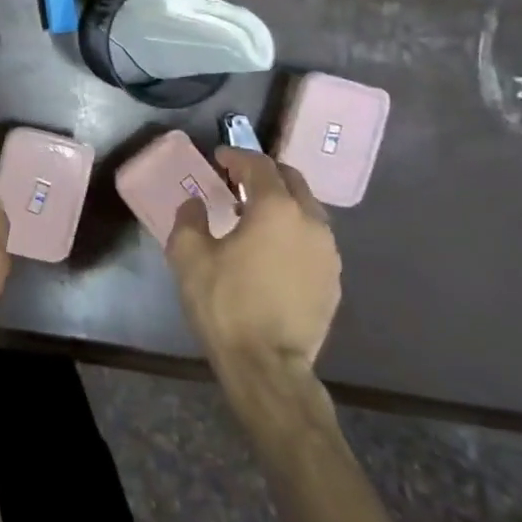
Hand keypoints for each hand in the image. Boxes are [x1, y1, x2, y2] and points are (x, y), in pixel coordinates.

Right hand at [167, 148, 340, 378]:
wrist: (267, 364)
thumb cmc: (224, 302)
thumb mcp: (188, 255)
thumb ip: (189, 219)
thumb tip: (196, 204)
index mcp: (276, 209)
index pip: (259, 165)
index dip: (236, 157)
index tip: (218, 158)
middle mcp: (310, 222)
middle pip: (292, 181)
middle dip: (265, 174)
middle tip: (238, 181)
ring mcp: (328, 252)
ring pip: (307, 210)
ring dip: (282, 203)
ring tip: (254, 216)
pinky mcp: (333, 279)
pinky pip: (313, 240)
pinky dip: (293, 232)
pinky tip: (272, 250)